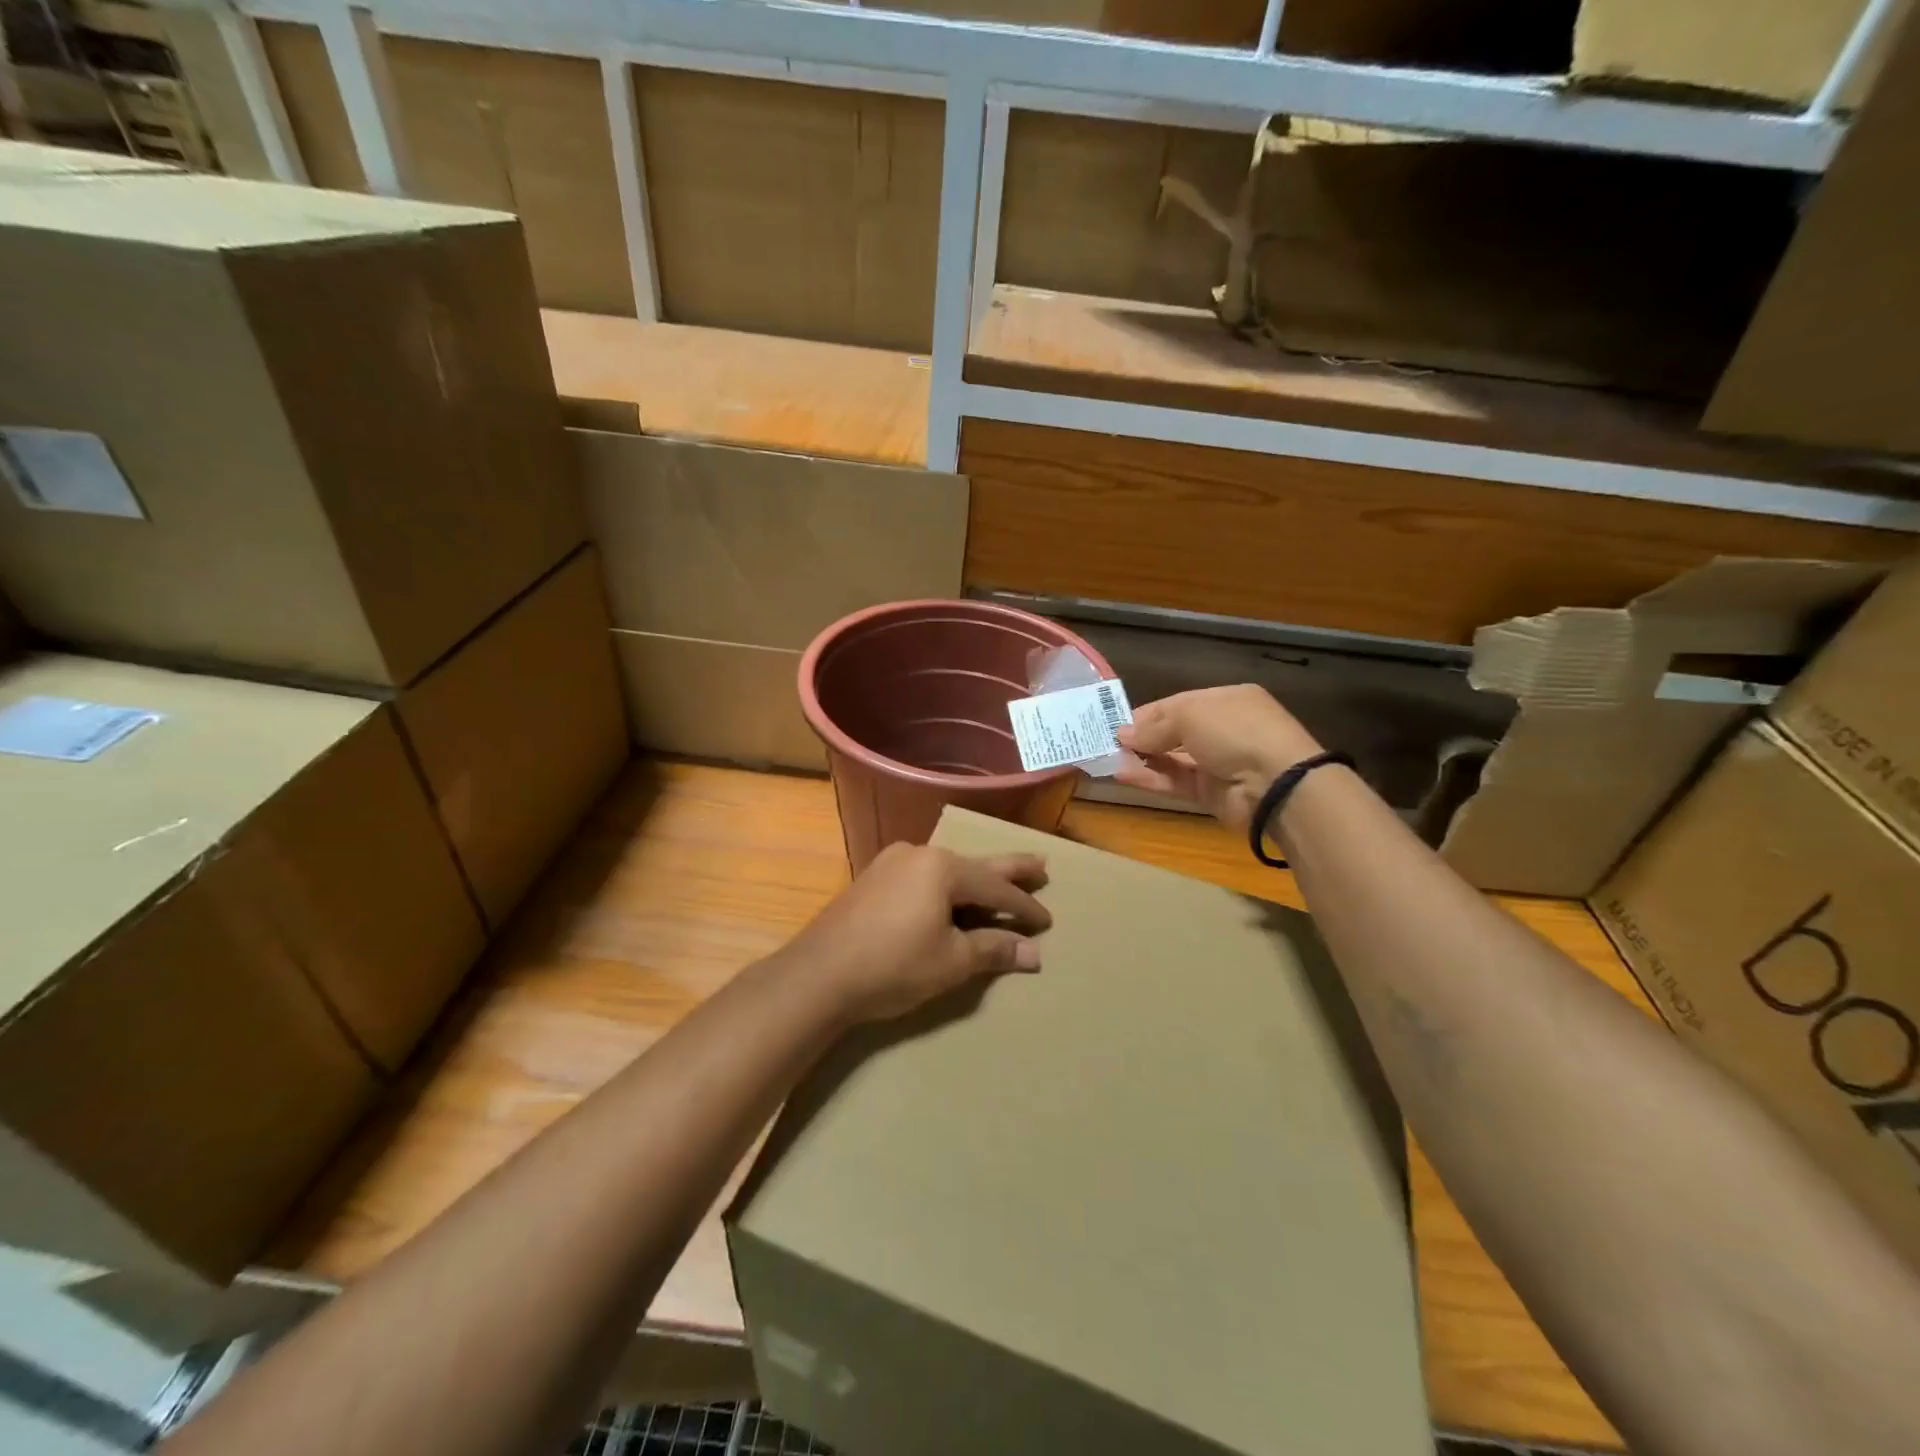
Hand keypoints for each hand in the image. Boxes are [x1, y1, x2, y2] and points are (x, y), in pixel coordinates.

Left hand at [780, 844, 1051, 1023]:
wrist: (819, 975)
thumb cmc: (893, 966)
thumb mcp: (951, 961)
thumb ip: (993, 950)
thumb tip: (1033, 954)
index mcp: (941, 867)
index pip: (996, 885)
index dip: (1024, 905)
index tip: (1047, 921)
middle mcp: (918, 854)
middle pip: (974, 865)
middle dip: (1009, 869)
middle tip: (1041, 865)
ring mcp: (891, 863)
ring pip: (945, 870)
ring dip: (974, 879)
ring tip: (999, 880)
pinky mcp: (873, 880)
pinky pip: (922, 877)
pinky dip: (945, 888)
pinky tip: (951, 894)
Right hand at [1115, 685, 1322, 830]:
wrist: (1276, 783)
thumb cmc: (1234, 732)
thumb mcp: (1190, 714)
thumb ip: (1154, 725)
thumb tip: (1123, 735)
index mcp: (1224, 701)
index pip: (1177, 704)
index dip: (1146, 713)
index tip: (1115, 723)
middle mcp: (1221, 729)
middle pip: (1172, 732)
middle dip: (1141, 737)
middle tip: (1106, 743)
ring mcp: (1217, 762)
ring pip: (1171, 758)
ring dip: (1141, 759)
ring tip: (1108, 759)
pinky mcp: (1210, 792)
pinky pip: (1174, 781)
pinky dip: (1150, 778)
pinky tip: (1122, 774)